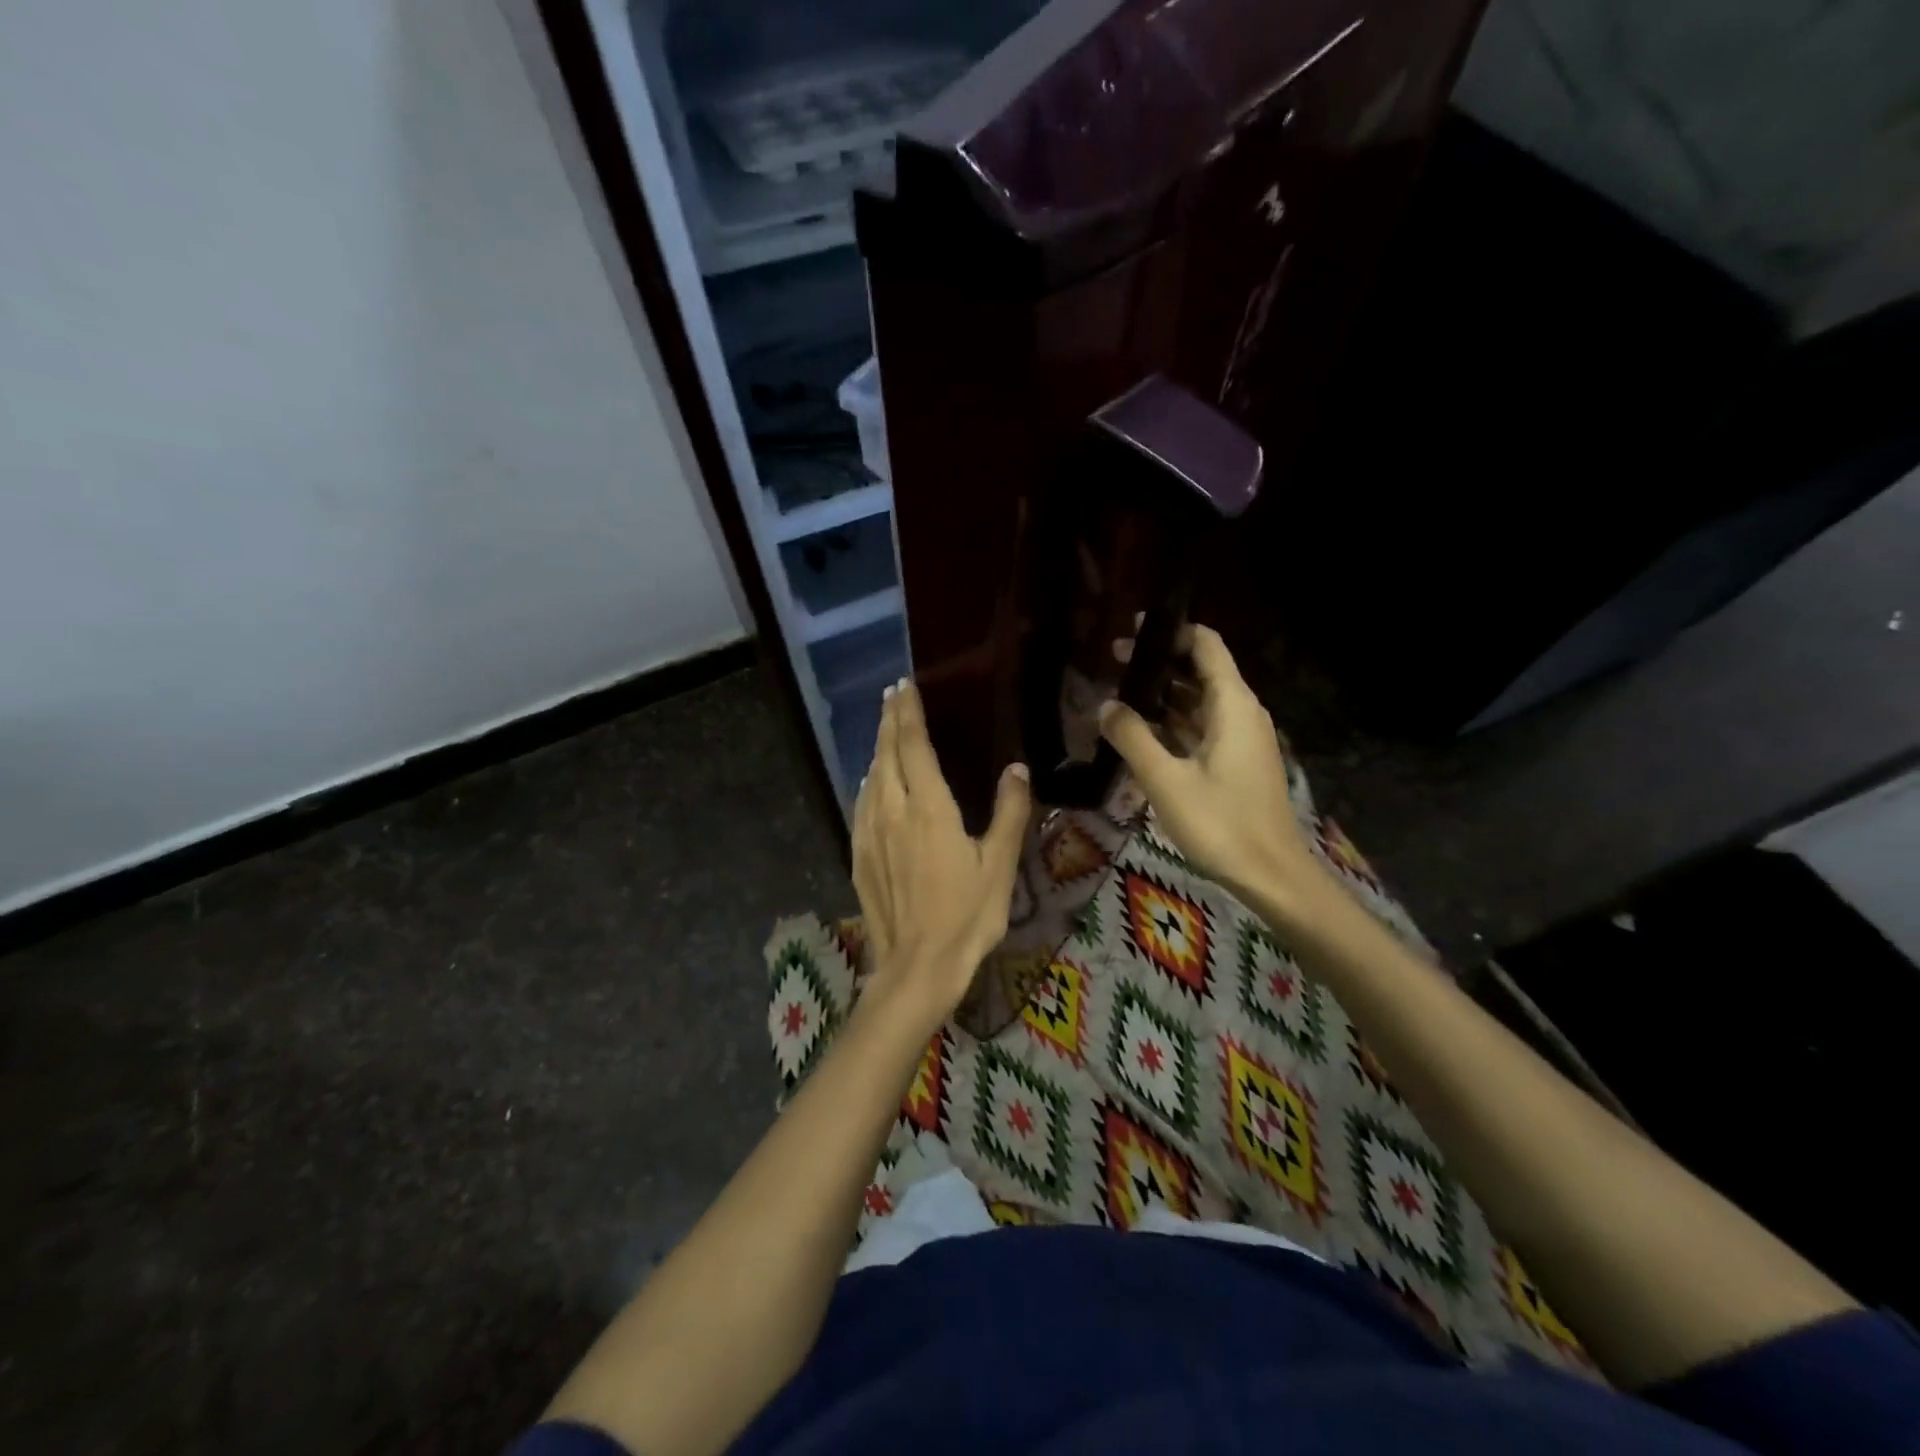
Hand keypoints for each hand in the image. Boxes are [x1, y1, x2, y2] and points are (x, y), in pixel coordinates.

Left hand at [853, 679, 1032, 1025]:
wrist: (916, 967)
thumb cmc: (966, 916)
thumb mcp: (999, 865)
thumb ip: (1009, 812)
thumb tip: (1017, 768)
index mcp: (928, 808)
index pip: (913, 745)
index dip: (908, 712)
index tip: (903, 686)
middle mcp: (892, 811)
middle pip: (885, 754)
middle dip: (888, 720)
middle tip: (891, 695)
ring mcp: (869, 834)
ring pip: (870, 778)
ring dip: (877, 749)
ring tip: (884, 731)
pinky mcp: (858, 856)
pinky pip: (860, 805)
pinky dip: (868, 783)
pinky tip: (872, 784)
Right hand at [1099, 626, 1334, 926]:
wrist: (1271, 875)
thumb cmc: (1220, 823)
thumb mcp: (1166, 780)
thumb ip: (1133, 737)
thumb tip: (1105, 704)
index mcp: (1232, 704)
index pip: (1206, 646)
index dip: (1172, 631)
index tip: (1132, 630)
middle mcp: (1241, 712)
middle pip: (1200, 671)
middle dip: (1159, 663)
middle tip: (1113, 661)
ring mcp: (1241, 739)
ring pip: (1199, 701)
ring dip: (1163, 695)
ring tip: (1119, 693)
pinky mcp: (1237, 762)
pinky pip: (1202, 727)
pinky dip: (1173, 722)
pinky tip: (1142, 731)